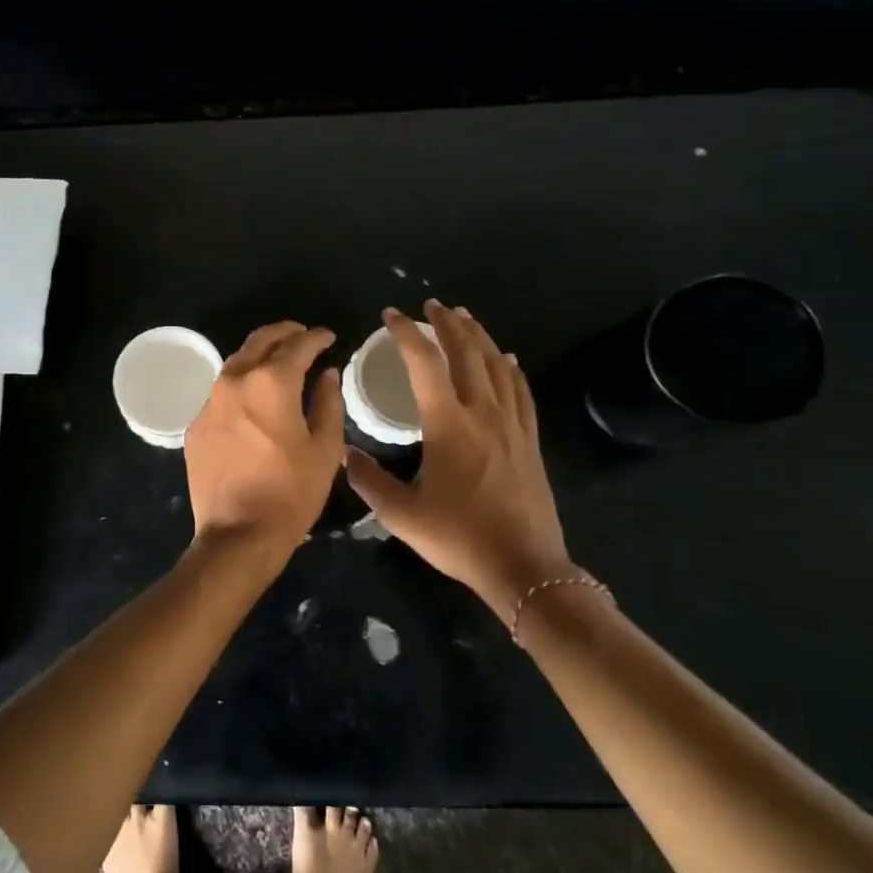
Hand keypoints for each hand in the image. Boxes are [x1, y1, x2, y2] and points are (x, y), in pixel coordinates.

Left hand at [185, 321, 344, 556]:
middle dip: (284, 334)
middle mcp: (234, 381)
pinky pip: (221, 394)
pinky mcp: (195, 425)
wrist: (237, 534)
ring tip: (278, 363)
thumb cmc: (291, 493)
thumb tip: (327, 374)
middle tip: (302, 337)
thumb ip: (328, 403)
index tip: (329, 337)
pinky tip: (252, 402)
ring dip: (259, 357)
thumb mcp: (325, 449)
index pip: (297, 345)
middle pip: (259, 341)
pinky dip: (240, 388)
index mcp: (270, 382)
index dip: (316, 338)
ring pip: (236, 364)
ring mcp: (209, 403)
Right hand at [344, 302, 575, 625]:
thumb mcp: (401, 514)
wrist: (524, 567)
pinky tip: (507, 358)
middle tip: (431, 305)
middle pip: (467, 354)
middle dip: (447, 324)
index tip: (390, 315)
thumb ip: (368, 480)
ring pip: (498, 366)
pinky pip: (521, 392)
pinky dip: (511, 368)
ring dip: (479, 337)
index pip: (424, 364)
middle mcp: (483, 414)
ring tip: (464, 317)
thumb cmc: (458, 538)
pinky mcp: (529, 441)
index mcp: (448, 425)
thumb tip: (343, 454)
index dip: (406, 334)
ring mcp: (512, 426)